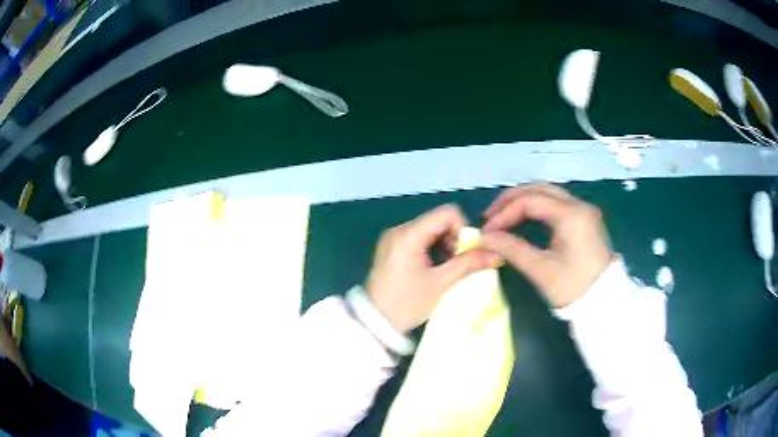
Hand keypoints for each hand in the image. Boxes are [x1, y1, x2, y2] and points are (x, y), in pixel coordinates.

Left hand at [366, 205, 501, 332]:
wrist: (374, 323)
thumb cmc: (407, 304)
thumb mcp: (440, 284)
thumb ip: (468, 264)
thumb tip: (496, 255)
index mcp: (408, 234)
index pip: (446, 213)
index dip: (463, 229)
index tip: (466, 253)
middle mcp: (399, 230)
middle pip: (437, 220)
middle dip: (454, 238)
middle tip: (459, 263)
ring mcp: (393, 238)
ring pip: (429, 229)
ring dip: (445, 244)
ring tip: (448, 268)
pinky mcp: (391, 248)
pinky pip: (418, 239)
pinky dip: (432, 248)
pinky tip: (435, 268)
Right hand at [479, 183, 613, 307]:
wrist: (604, 302)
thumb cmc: (573, 288)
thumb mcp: (541, 270)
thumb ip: (512, 249)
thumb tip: (484, 238)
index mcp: (571, 215)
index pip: (530, 201)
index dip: (504, 213)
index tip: (487, 230)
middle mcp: (578, 205)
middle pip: (539, 189)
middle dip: (511, 199)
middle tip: (490, 217)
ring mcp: (583, 210)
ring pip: (547, 193)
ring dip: (523, 201)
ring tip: (503, 217)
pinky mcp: (584, 218)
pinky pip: (555, 203)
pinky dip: (536, 207)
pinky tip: (523, 218)